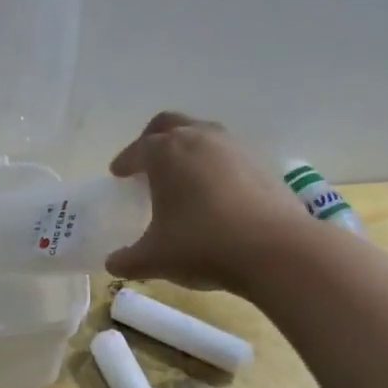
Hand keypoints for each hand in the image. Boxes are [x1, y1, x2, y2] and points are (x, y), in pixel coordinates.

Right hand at [104, 112, 305, 293]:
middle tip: (145, 162)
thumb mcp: (154, 259)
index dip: (124, 162)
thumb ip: (127, 260)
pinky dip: (213, 164)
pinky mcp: (261, 163)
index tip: (118, 174)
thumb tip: (113, 263)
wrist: (275, 249)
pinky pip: (227, 154)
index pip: (137, 149)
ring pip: (202, 133)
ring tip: (181, 176)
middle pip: (169, 124)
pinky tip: (213, 192)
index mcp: (166, 153)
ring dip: (186, 148)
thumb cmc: (202, 246)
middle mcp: (199, 138)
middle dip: (153, 139)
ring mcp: (234, 147)